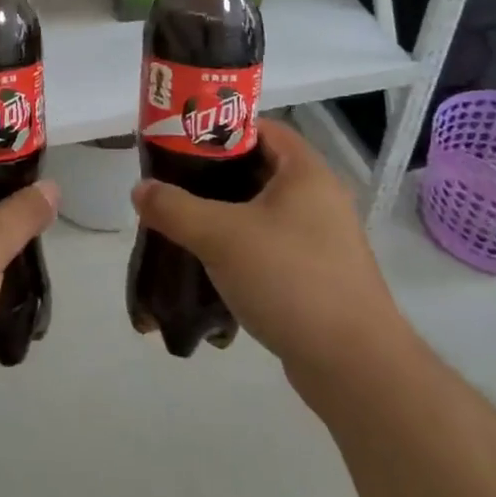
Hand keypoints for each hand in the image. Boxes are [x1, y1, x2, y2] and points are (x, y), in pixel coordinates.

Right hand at [131, 117, 400, 370]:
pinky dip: (241, 247)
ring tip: (183, 222)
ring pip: (262, 211)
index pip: (260, 128)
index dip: (220, 128)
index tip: (181, 141)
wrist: (355, 368)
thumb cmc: (290, 279)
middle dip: (214, 175)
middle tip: (174, 182)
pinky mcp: (317, 276)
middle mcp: (319, 198)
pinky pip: (270, 246)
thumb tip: (140, 189)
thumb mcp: (220, 236)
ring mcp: (322, 240)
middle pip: (258, 169)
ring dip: (224, 214)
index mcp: (306, 172)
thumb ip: (174, 208)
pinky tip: (211, 264)